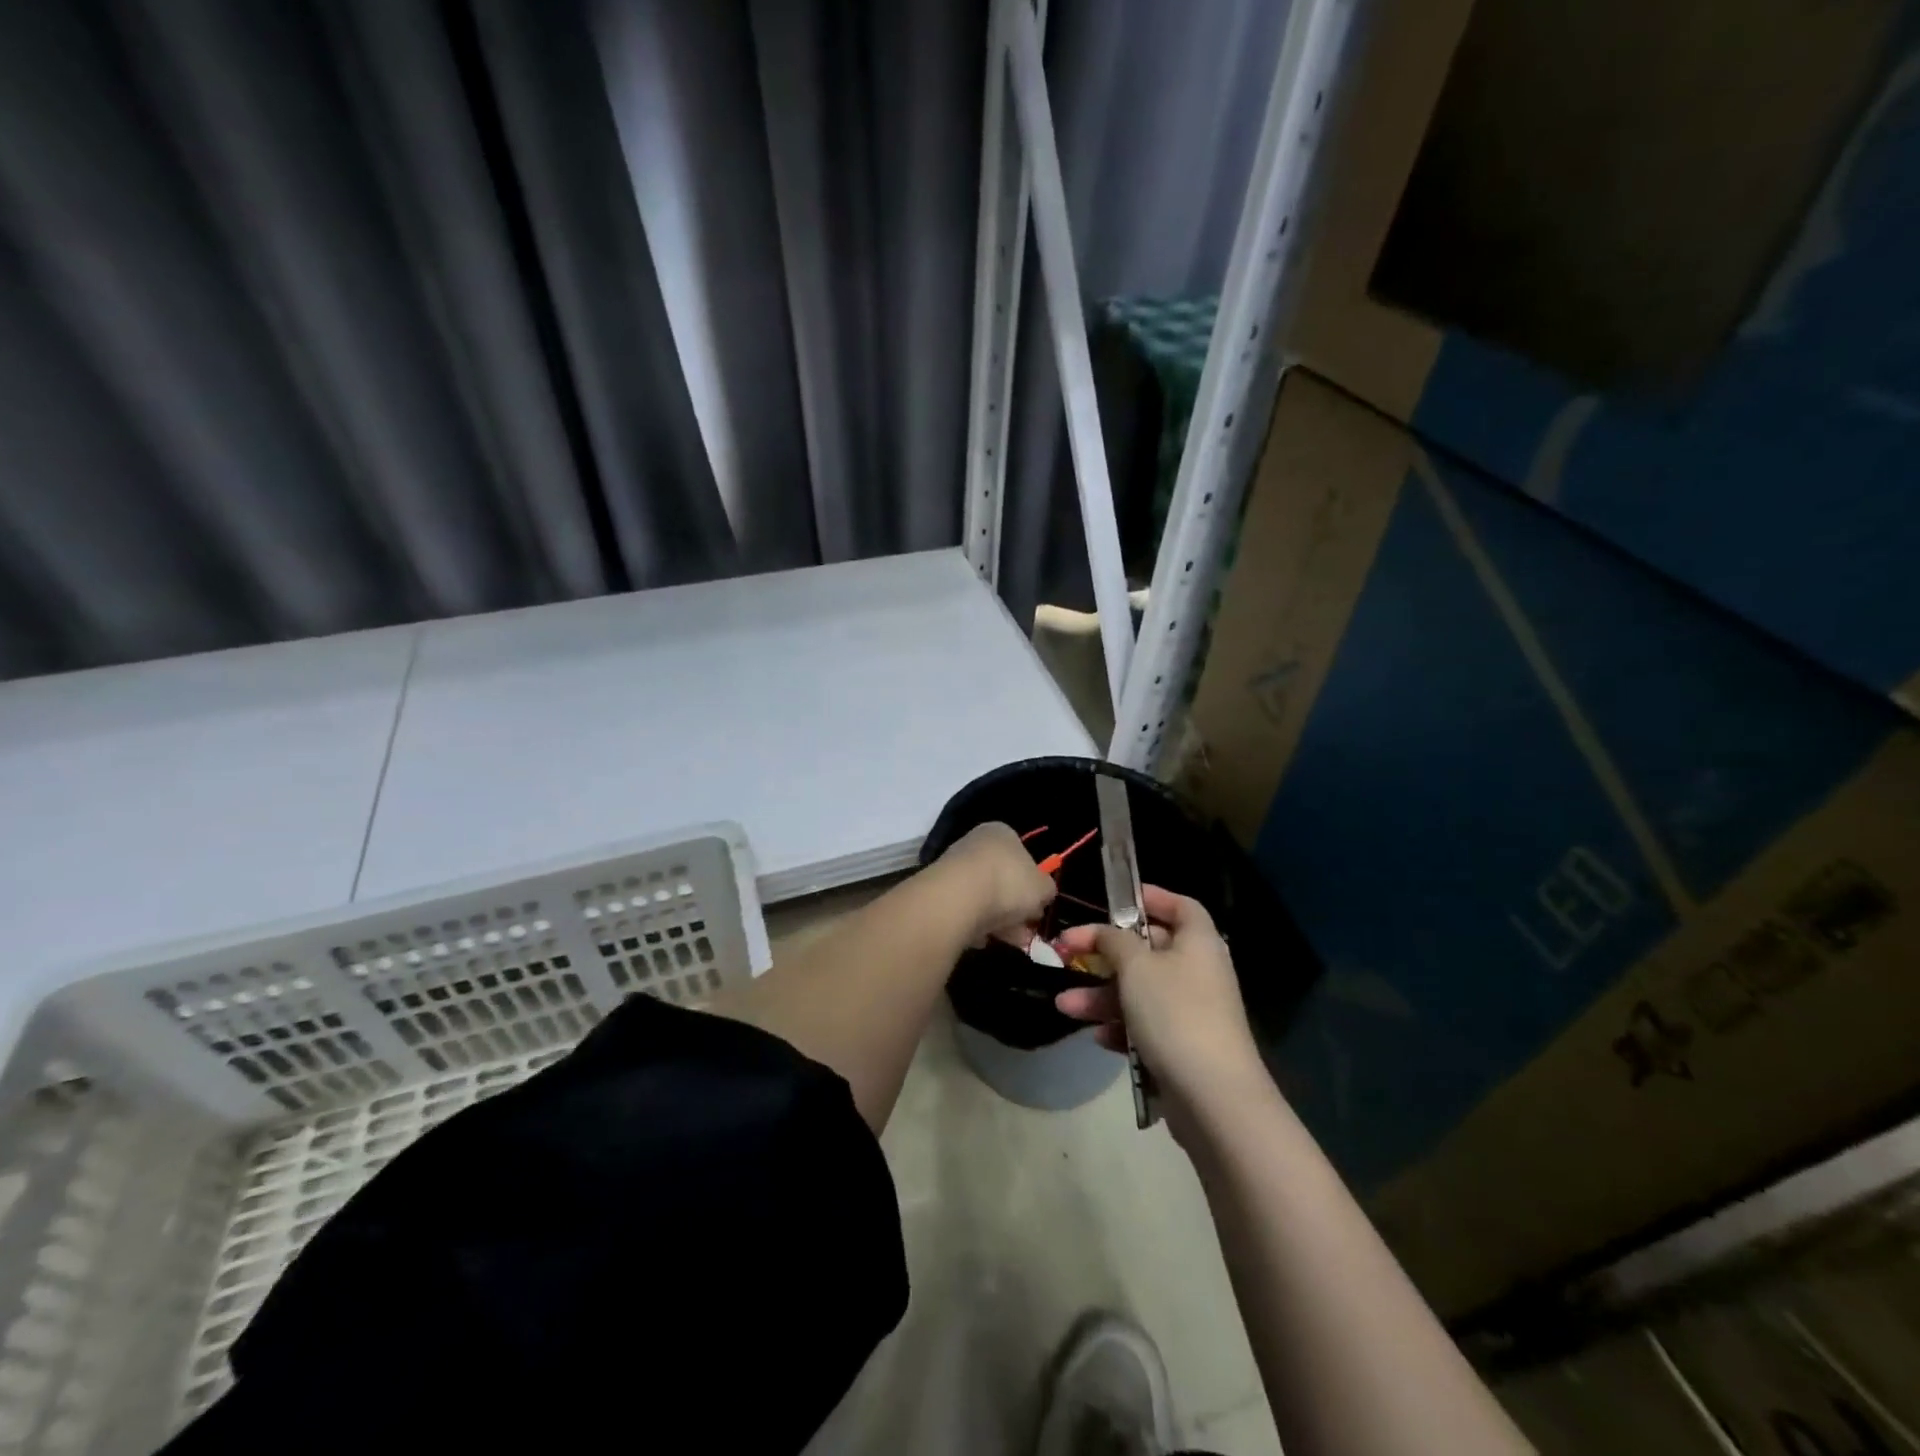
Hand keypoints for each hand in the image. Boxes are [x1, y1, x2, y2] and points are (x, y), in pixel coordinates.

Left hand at [931, 821, 1057, 944]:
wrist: (957, 899)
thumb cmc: (1008, 883)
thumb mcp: (1043, 888)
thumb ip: (1046, 890)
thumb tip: (1042, 895)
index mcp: (1001, 833)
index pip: (1022, 855)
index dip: (1033, 883)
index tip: (1038, 907)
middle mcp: (975, 844)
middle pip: (1003, 880)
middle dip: (1016, 908)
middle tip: (1026, 931)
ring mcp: (954, 867)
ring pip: (984, 898)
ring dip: (999, 921)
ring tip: (1011, 941)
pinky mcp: (939, 892)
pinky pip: (965, 911)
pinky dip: (975, 926)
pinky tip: (982, 939)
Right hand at [1053, 886, 1267, 1131]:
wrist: (1213, 1097)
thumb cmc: (1174, 1013)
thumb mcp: (1136, 966)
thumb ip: (1113, 940)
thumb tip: (1104, 932)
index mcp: (1198, 942)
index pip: (1179, 905)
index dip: (1150, 898)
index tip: (1115, 900)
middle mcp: (1198, 971)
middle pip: (1149, 949)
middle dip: (1104, 954)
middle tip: (1067, 953)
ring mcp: (1192, 1011)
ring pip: (1139, 991)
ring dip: (1101, 995)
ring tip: (1064, 1005)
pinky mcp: (1182, 1046)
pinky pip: (1145, 1025)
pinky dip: (1120, 1027)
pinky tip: (1097, 1036)